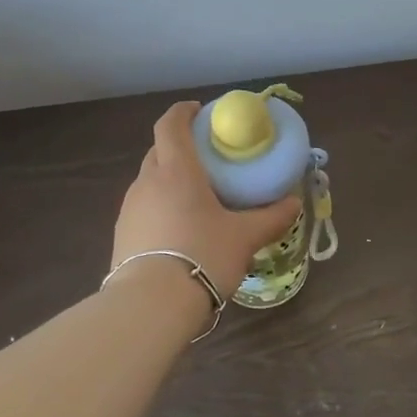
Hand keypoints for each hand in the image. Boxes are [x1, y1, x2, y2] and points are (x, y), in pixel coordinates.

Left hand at [112, 102, 301, 297]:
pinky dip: (161, 206)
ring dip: (170, 179)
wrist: (151, 305)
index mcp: (176, 170)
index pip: (171, 124)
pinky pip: (144, 208)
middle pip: (159, 150)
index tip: (200, 111)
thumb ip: (271, 217)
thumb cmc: (203, 255)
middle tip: (208, 159)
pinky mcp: (122, 235)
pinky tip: (180, 229)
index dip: (184, 112)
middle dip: (181, 147)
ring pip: (150, 181)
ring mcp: (130, 209)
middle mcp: (147, 182)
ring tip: (197, 197)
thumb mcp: (246, 237)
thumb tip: (294, 203)